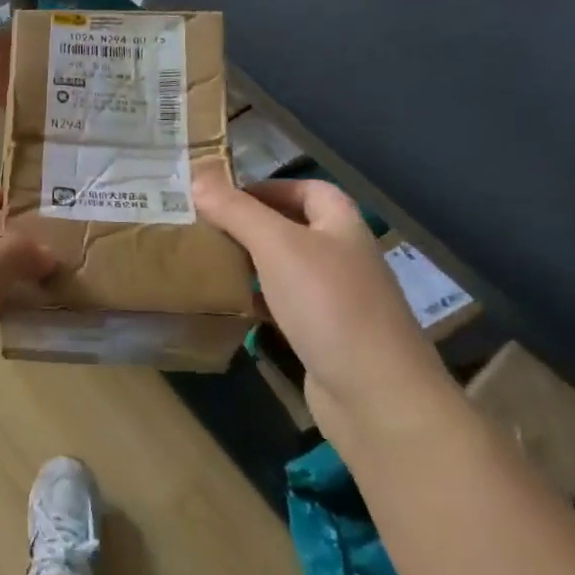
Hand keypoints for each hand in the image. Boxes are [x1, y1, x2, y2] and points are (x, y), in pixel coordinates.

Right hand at [193, 175, 454, 446]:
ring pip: (285, 268)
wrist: (377, 397)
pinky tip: (227, 303)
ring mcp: (335, 299)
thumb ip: (237, 210)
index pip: (308, 189)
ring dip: (250, 261)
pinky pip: (283, 305)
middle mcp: (342, 257)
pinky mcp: (323, 336)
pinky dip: (256, 300)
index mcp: (342, 226)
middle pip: (293, 227)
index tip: (223, 195)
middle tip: (205, 225)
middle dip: (251, 224)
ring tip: (207, 258)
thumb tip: (198, 176)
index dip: (268, 186)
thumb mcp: (277, 246)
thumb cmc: (329, 305)